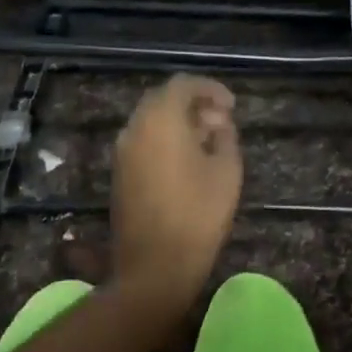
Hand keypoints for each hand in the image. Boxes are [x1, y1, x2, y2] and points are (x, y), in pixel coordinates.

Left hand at [109, 74, 241, 315]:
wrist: (154, 266)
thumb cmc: (198, 214)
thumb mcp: (227, 170)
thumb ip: (225, 137)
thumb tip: (218, 124)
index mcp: (161, 121)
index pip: (183, 85)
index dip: (210, 89)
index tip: (232, 106)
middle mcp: (135, 129)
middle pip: (163, 100)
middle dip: (194, 104)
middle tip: (222, 121)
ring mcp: (123, 153)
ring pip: (151, 121)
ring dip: (179, 123)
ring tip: (209, 141)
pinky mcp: (119, 174)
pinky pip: (144, 141)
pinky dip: (166, 139)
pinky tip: (189, 161)